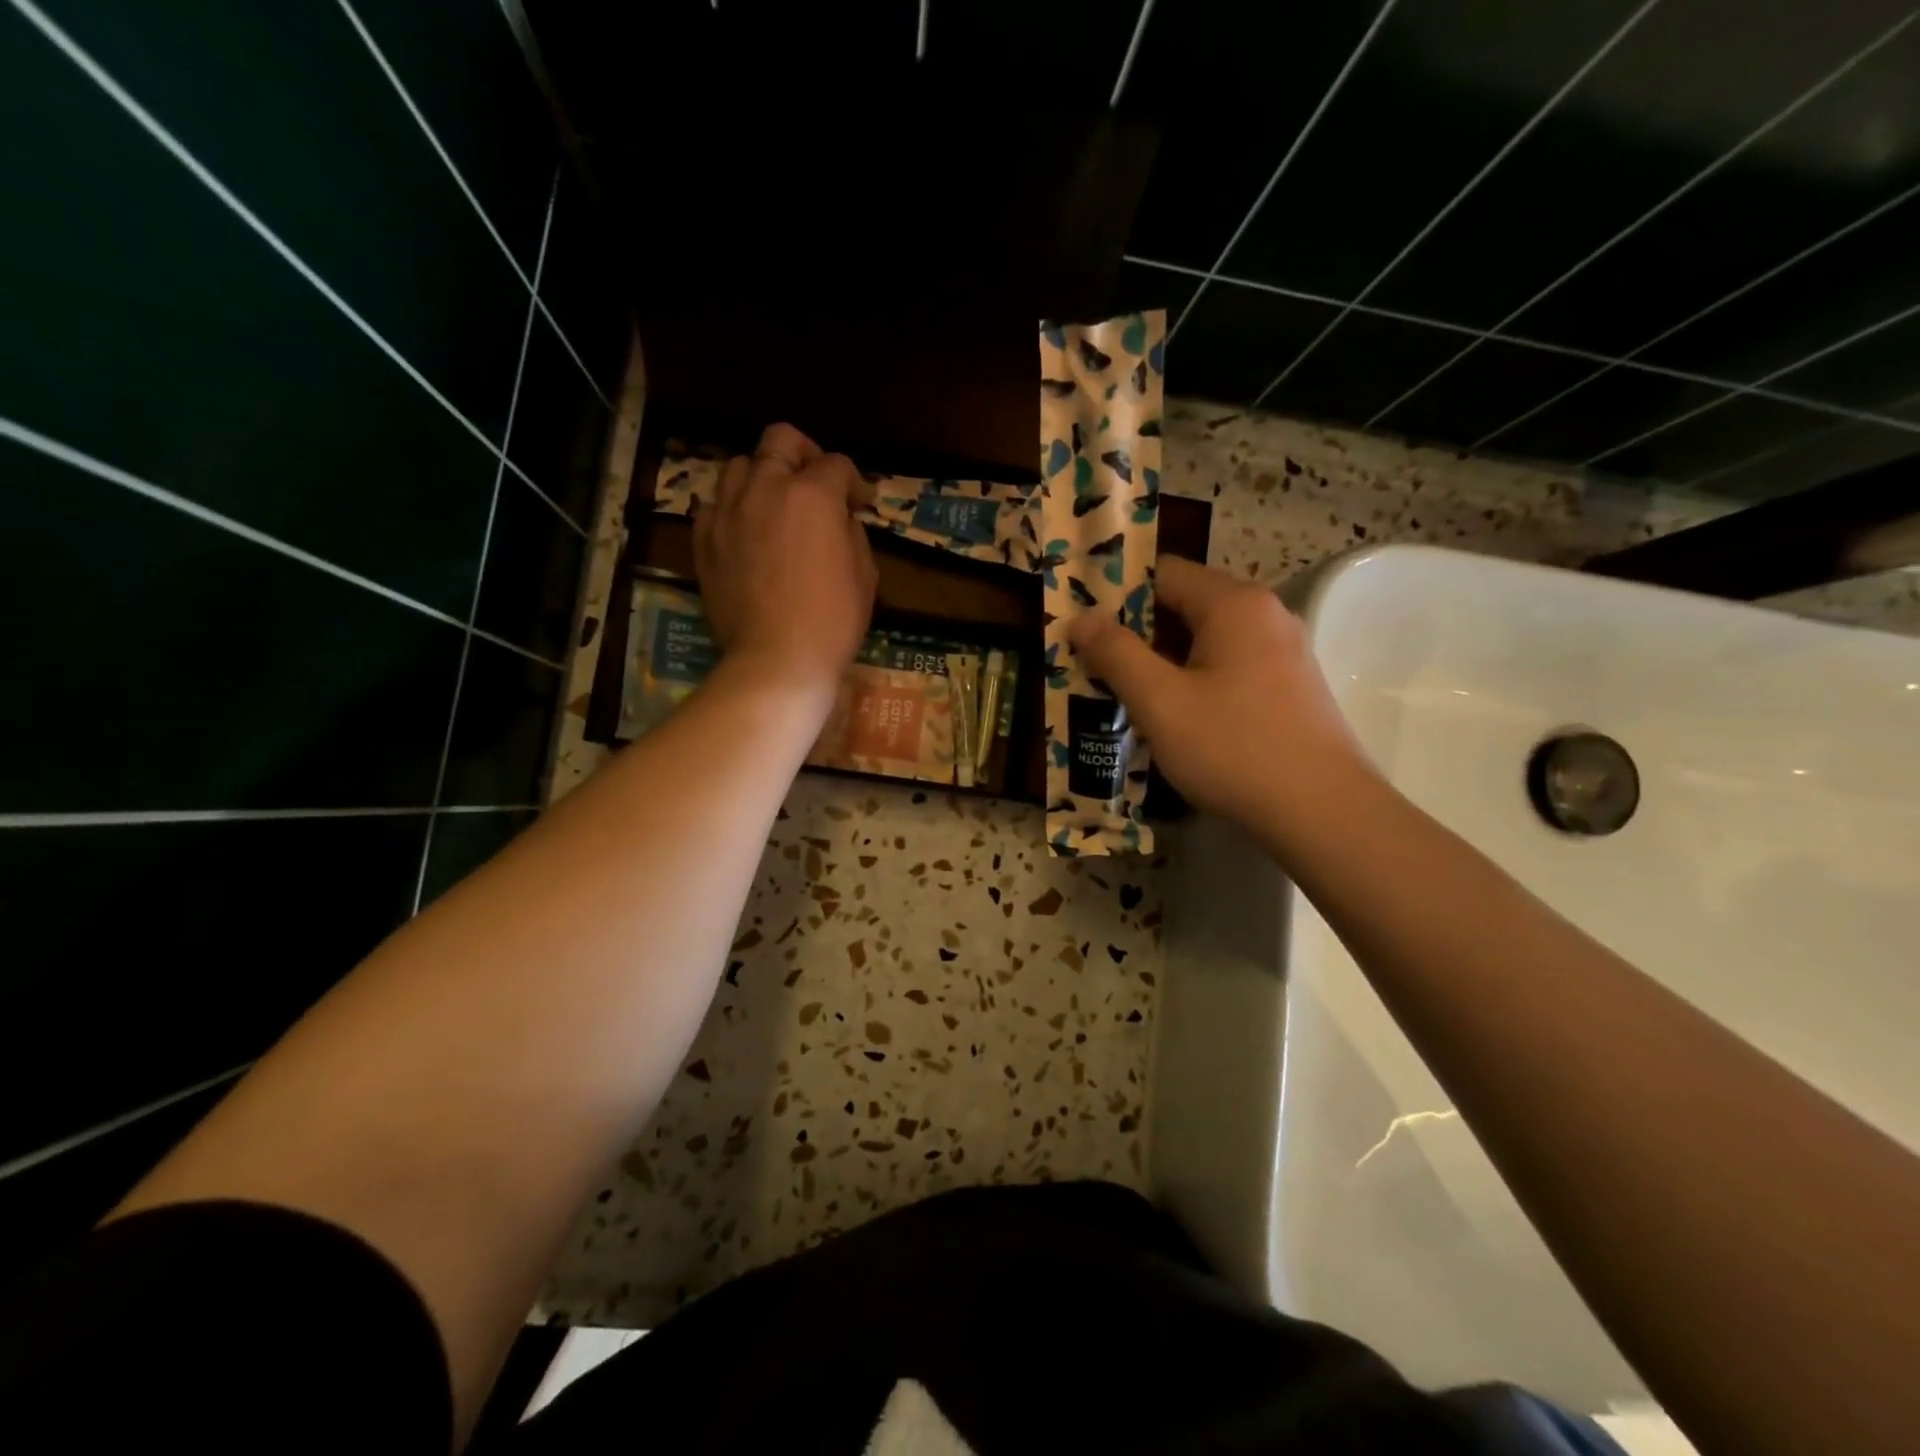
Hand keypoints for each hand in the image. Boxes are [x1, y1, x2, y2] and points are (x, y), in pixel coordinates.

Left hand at [694, 423, 876, 706]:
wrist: (777, 660)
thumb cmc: (833, 622)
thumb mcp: (865, 574)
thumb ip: (852, 533)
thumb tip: (840, 519)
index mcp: (813, 495)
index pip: (836, 464)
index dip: (854, 482)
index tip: (860, 504)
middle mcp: (766, 488)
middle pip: (780, 440)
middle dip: (804, 454)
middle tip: (816, 483)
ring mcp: (728, 512)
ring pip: (739, 465)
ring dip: (763, 476)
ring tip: (775, 505)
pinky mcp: (703, 539)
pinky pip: (715, 504)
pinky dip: (733, 508)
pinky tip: (747, 531)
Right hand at [1068, 555, 1374, 834]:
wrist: (1322, 812)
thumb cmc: (1233, 748)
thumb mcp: (1160, 701)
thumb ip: (1116, 654)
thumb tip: (1080, 619)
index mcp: (1234, 604)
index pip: (1163, 574)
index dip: (1116, 596)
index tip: (1083, 628)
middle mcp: (1264, 615)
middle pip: (1185, 605)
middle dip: (1136, 633)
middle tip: (1094, 666)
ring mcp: (1283, 651)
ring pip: (1206, 640)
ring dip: (1162, 662)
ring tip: (1124, 694)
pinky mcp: (1289, 686)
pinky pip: (1229, 667)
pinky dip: (1194, 680)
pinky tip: (1173, 717)